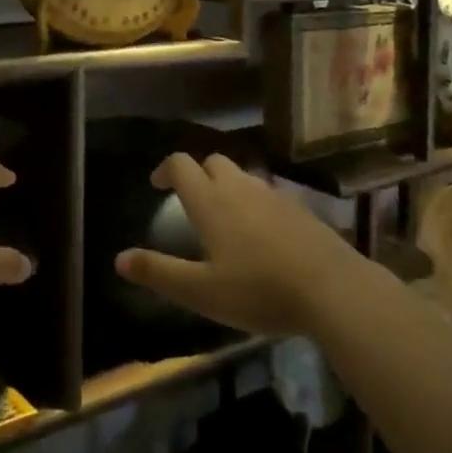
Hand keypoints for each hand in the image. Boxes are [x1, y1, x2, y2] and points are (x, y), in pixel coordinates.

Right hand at [115, 153, 358, 336]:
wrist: (332, 289)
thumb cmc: (258, 290)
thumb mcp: (201, 291)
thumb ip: (159, 273)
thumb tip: (119, 259)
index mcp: (210, 201)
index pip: (181, 164)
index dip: (165, 169)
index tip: (157, 185)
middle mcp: (239, 188)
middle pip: (213, 161)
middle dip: (198, 173)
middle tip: (191, 200)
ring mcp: (273, 195)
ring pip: (243, 176)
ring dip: (228, 186)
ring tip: (225, 217)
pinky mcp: (299, 209)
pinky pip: (267, 194)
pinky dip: (255, 202)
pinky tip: (261, 234)